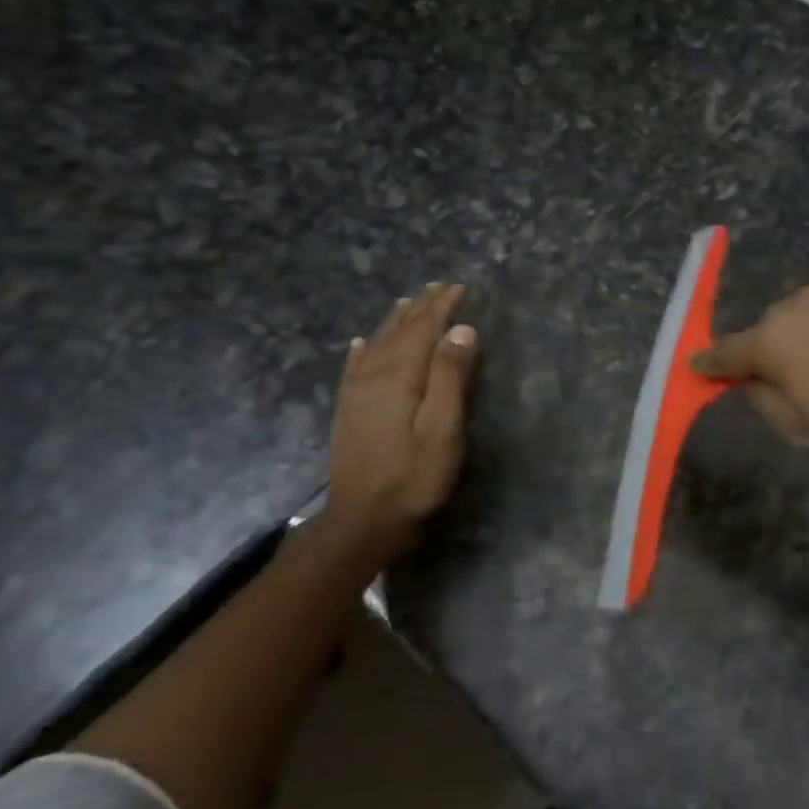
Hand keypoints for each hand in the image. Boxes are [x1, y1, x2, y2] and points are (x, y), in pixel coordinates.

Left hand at [318, 283, 477, 562]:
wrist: (363, 521)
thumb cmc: (414, 478)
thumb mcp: (443, 430)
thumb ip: (450, 377)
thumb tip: (461, 329)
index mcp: (400, 376)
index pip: (422, 330)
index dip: (441, 308)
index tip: (459, 288)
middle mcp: (373, 376)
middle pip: (399, 331)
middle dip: (420, 308)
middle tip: (438, 288)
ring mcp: (356, 393)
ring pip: (376, 344)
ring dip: (394, 322)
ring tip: (408, 303)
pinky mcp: (347, 411)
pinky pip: (354, 367)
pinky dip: (362, 350)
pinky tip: (361, 343)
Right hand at [691, 274, 808, 467]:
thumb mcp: (805, 431)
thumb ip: (763, 401)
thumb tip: (748, 380)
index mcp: (775, 342)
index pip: (727, 350)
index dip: (712, 362)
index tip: (702, 366)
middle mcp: (803, 303)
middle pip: (776, 325)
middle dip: (780, 346)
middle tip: (807, 377)